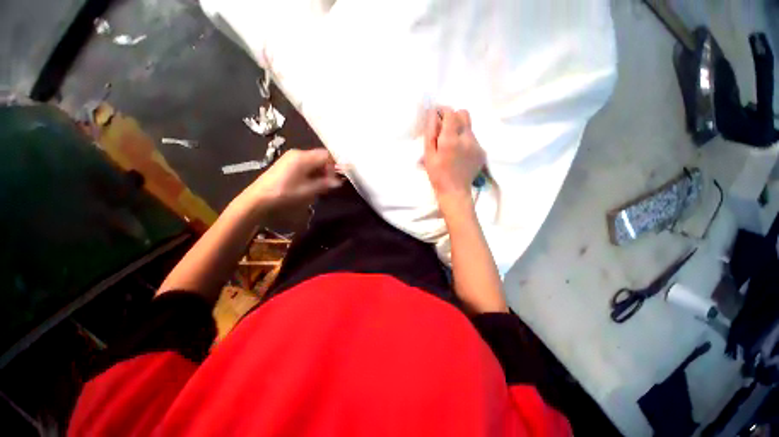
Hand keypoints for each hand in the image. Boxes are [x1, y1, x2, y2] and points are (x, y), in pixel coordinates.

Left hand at [237, 148, 341, 213]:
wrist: (258, 198)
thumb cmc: (285, 193)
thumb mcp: (308, 190)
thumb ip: (325, 184)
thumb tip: (339, 182)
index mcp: (303, 157)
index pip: (327, 155)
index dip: (335, 166)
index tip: (338, 179)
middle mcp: (298, 153)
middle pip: (320, 157)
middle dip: (328, 170)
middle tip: (330, 184)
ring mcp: (291, 158)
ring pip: (314, 161)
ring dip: (320, 172)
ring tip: (321, 186)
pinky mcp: (287, 163)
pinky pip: (306, 164)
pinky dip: (312, 173)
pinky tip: (311, 183)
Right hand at [422, 107, 484, 203]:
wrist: (455, 191)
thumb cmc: (437, 175)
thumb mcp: (428, 155)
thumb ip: (431, 133)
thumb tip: (433, 114)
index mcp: (451, 139)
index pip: (451, 112)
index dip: (443, 111)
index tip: (437, 117)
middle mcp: (467, 138)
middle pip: (464, 114)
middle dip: (453, 117)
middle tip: (445, 130)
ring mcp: (477, 145)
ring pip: (469, 127)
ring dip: (459, 130)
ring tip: (452, 146)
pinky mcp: (482, 152)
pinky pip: (474, 139)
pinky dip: (466, 141)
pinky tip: (460, 154)